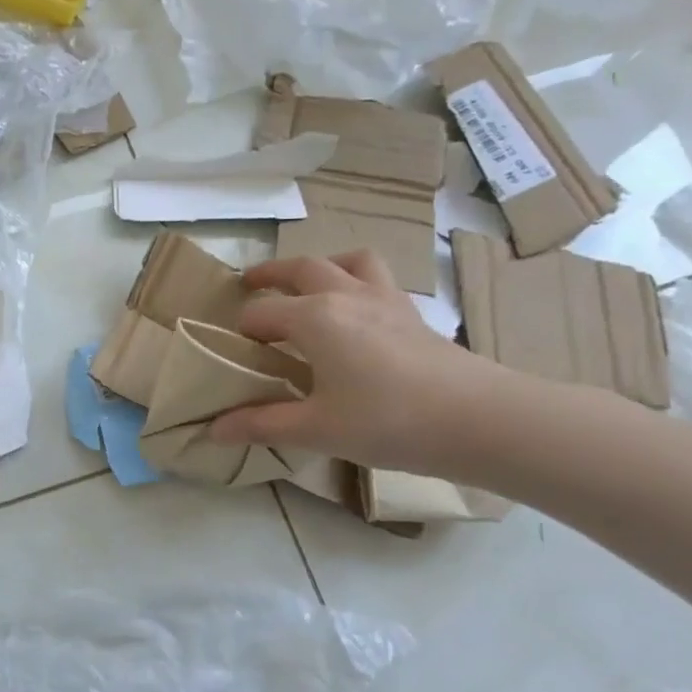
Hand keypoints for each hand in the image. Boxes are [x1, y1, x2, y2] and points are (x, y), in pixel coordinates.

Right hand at [209, 251, 504, 477]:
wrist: (477, 419)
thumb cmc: (387, 421)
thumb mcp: (316, 429)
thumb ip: (262, 425)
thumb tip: (214, 430)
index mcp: (314, 318)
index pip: (262, 313)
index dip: (241, 331)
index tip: (230, 350)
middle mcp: (345, 295)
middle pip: (301, 268)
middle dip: (269, 274)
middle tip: (249, 284)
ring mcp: (384, 298)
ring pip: (347, 261)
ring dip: (321, 265)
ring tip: (309, 285)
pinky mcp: (412, 312)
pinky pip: (378, 278)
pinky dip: (356, 280)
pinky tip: (357, 312)